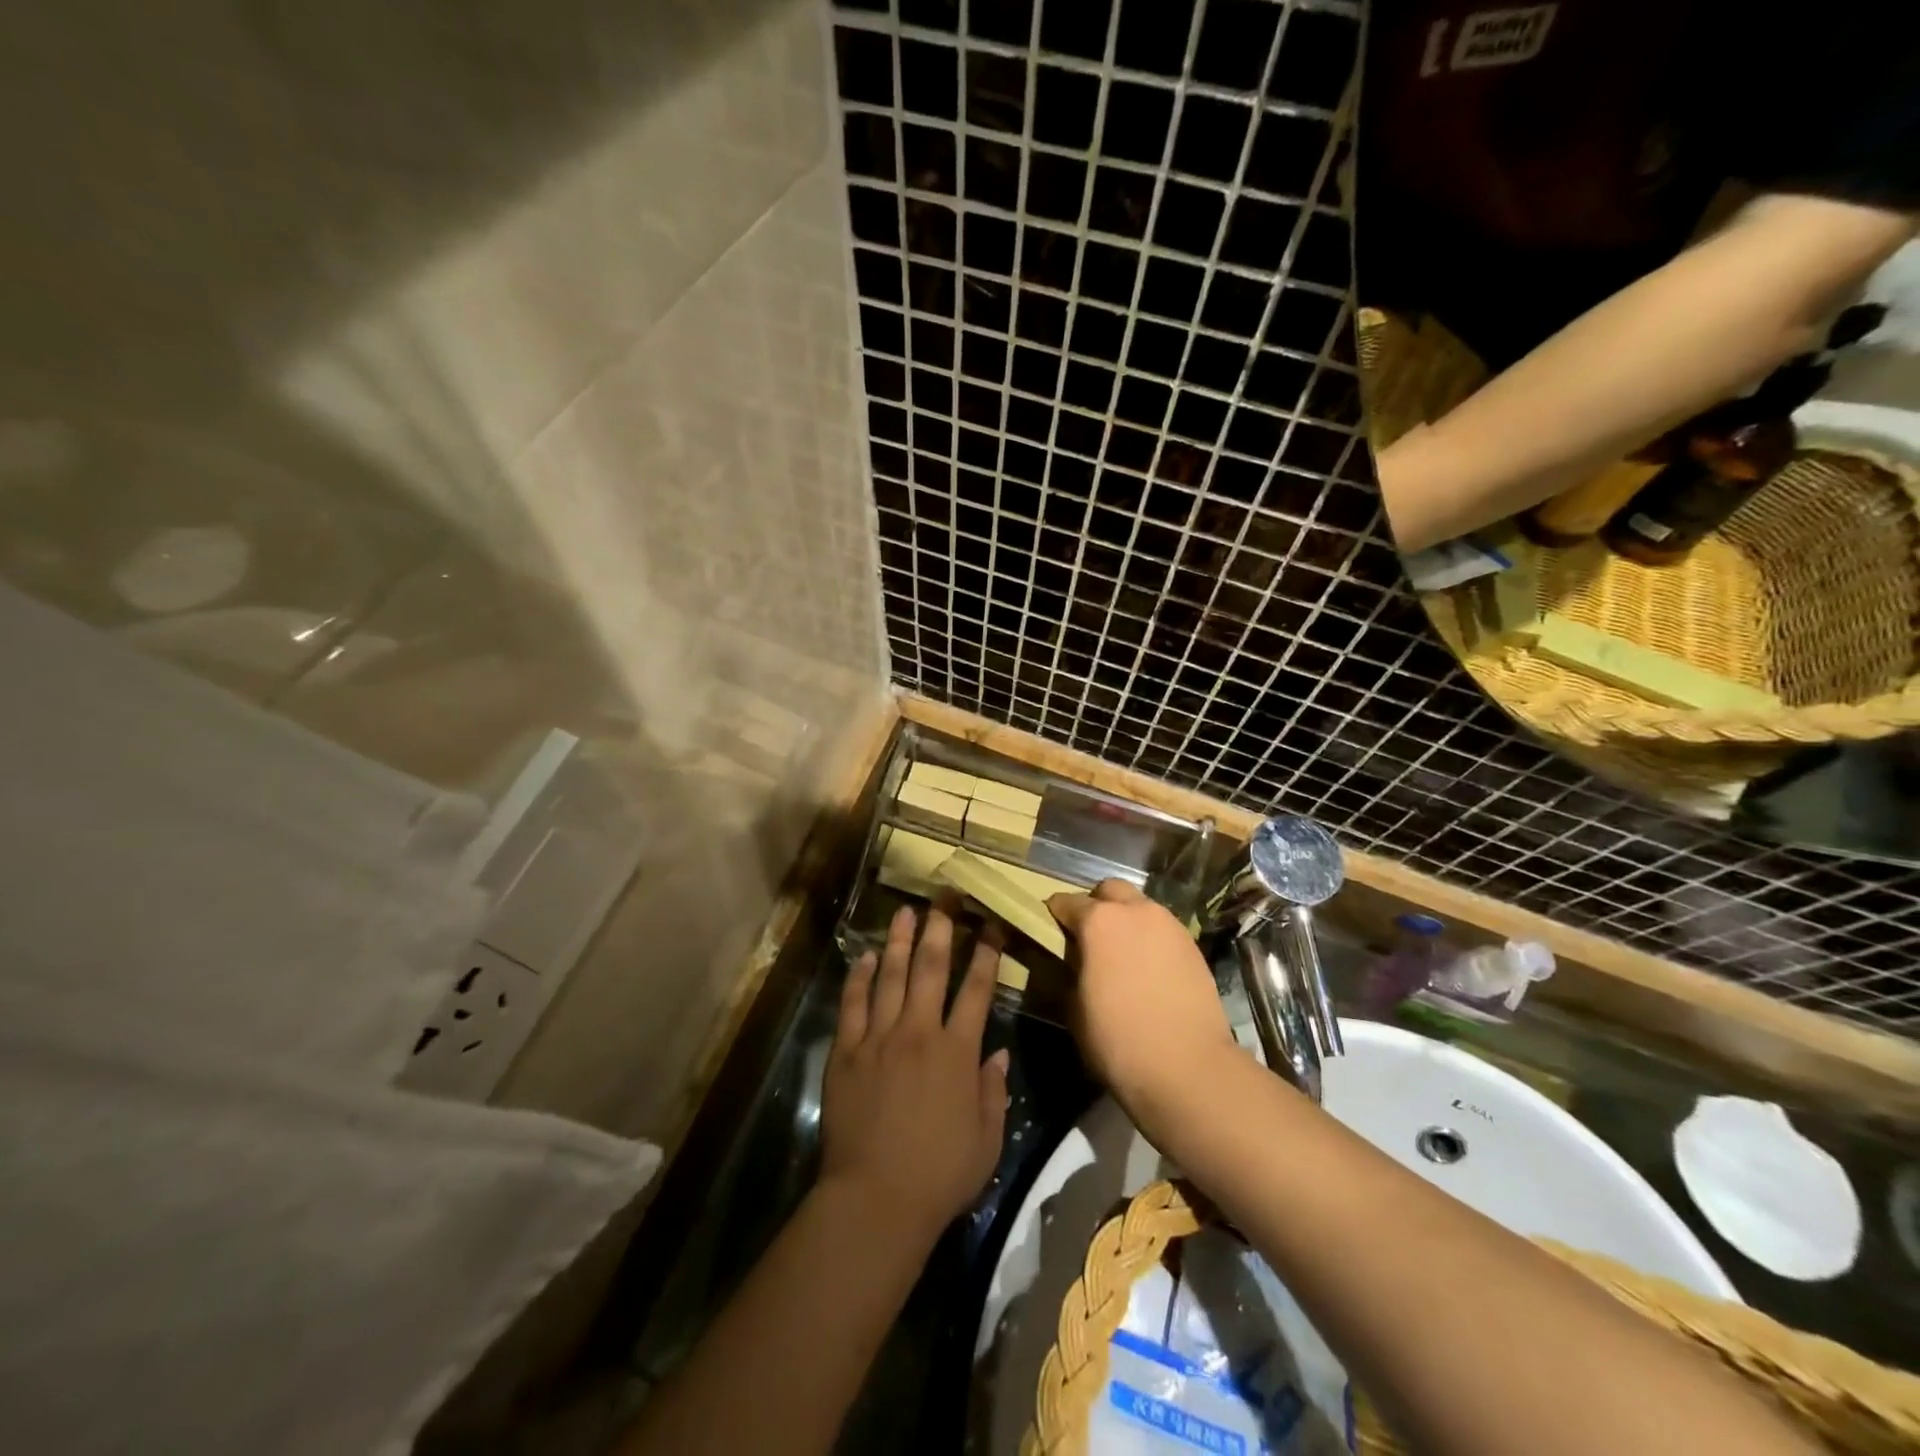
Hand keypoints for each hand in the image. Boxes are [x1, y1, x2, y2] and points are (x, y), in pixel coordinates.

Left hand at [820, 902, 1009, 1247]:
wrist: (875, 1200)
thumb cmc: (939, 1175)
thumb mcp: (986, 1140)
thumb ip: (993, 1091)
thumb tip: (998, 1052)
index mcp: (957, 1052)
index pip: (977, 989)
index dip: (987, 954)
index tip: (991, 925)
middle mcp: (919, 1032)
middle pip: (931, 968)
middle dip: (940, 928)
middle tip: (944, 897)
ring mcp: (878, 1038)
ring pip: (890, 976)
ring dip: (898, 941)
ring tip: (904, 911)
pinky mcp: (846, 1051)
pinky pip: (852, 1004)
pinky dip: (857, 977)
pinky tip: (862, 956)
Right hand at [1048, 880, 1241, 1118]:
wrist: (1189, 1068)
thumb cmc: (1119, 1040)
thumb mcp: (1074, 1008)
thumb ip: (1069, 972)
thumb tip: (1072, 963)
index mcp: (1098, 921)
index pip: (1065, 902)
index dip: (1054, 916)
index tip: (1050, 933)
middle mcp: (1135, 911)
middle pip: (1109, 890)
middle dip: (1096, 905)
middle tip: (1089, 938)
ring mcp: (1169, 925)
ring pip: (1140, 906)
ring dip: (1126, 920)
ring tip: (1121, 955)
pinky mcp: (1193, 945)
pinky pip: (1162, 929)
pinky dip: (1150, 939)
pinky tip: (1148, 970)